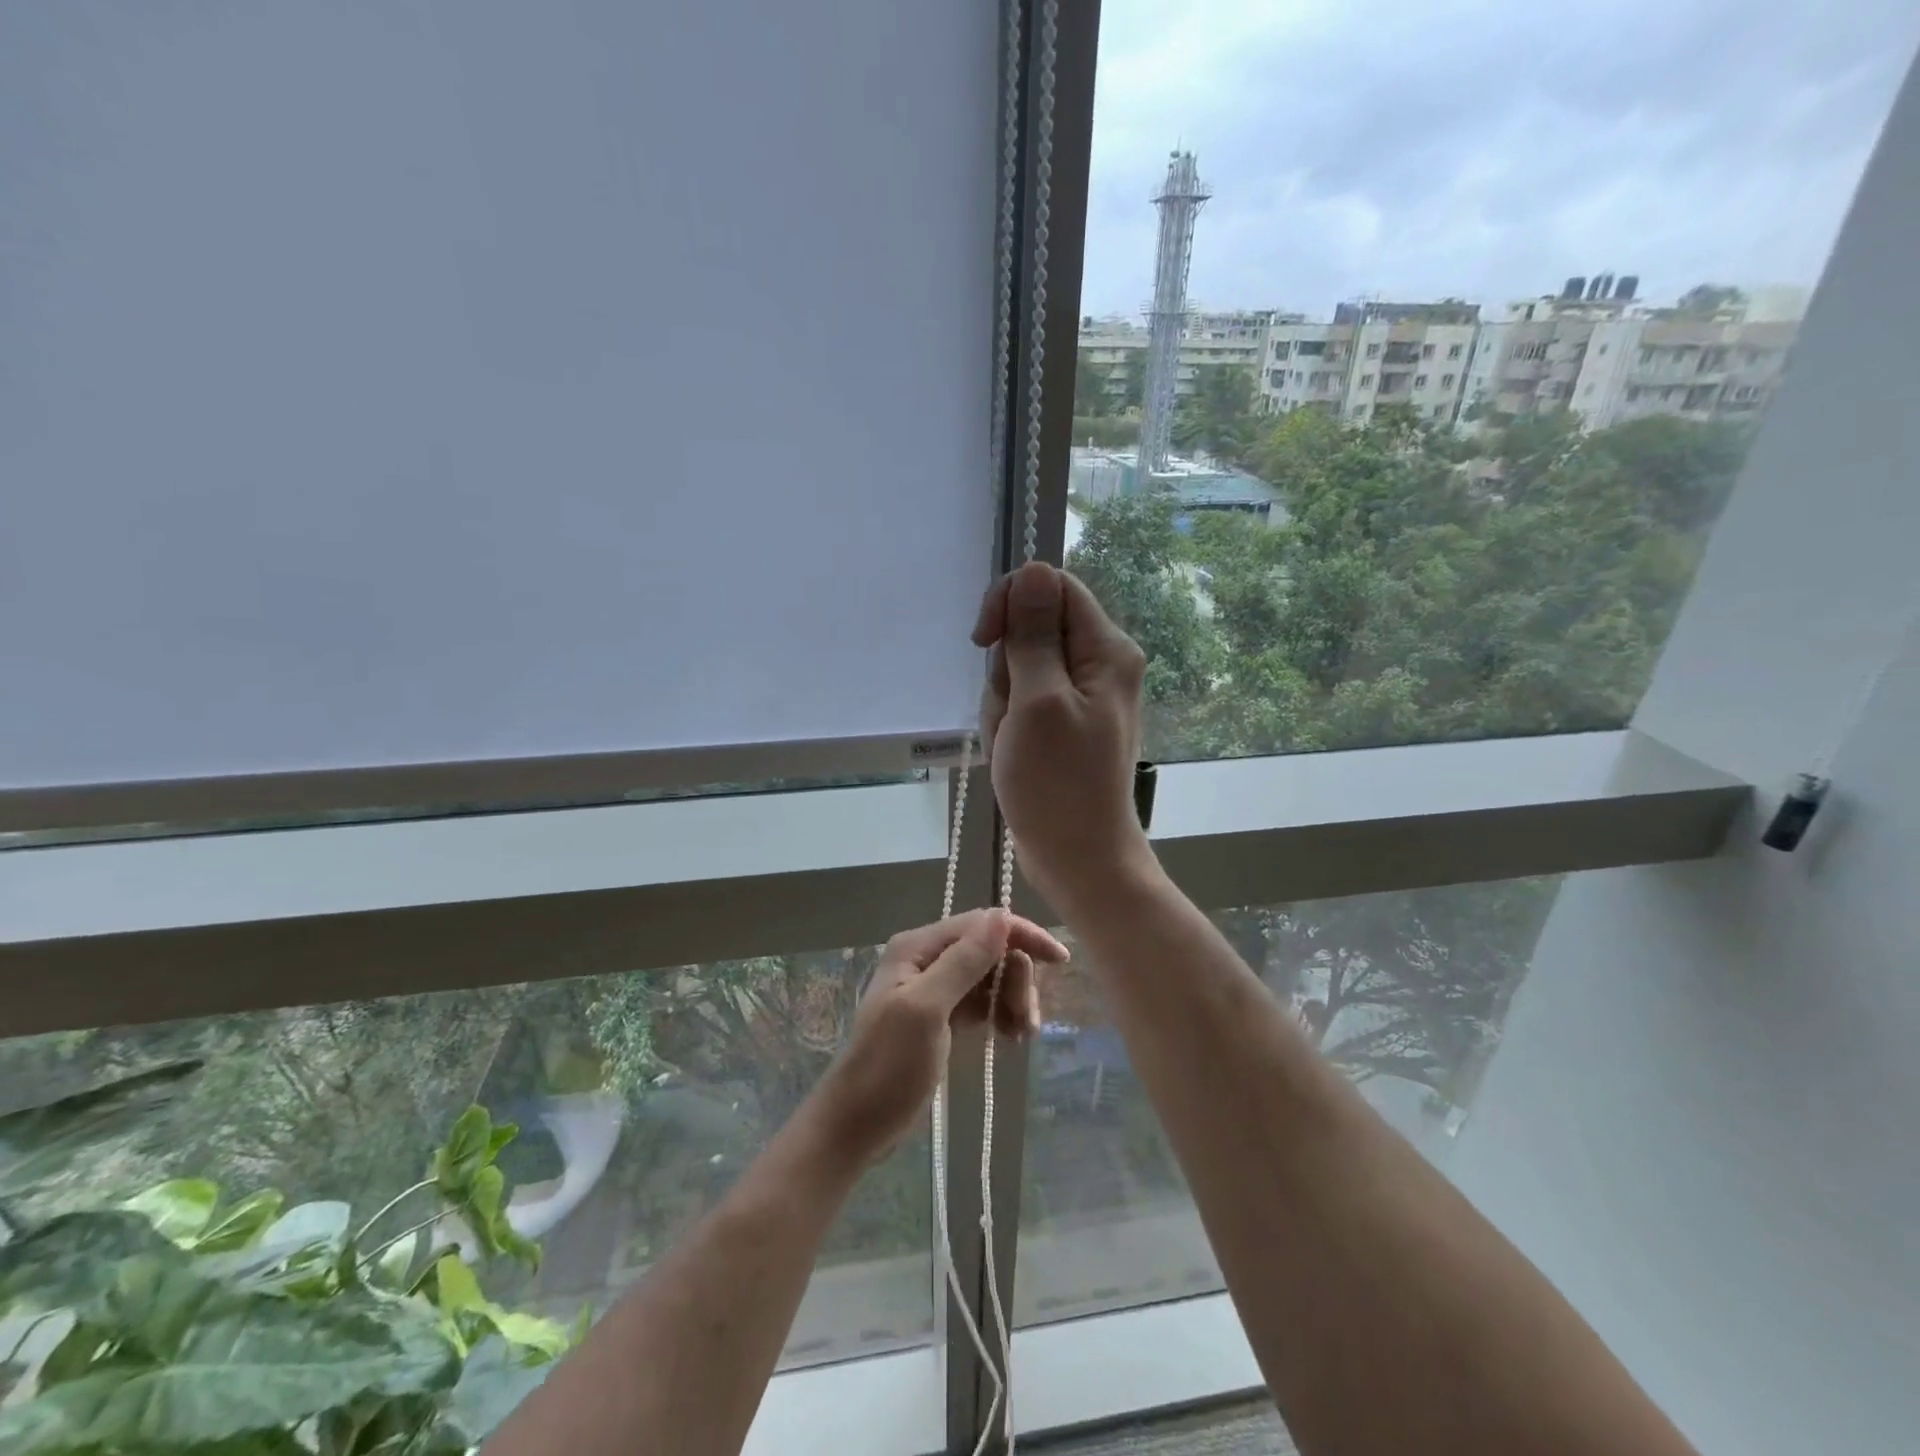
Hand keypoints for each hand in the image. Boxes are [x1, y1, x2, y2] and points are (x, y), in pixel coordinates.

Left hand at [811, 909, 1068, 1164]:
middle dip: (1017, 978)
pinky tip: (1011, 1038)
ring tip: (1022, 1035)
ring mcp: (935, 988)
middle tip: (1027, 1020)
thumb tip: (1001, 915)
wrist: (857, 1124)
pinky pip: (983, 1002)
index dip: (1021, 936)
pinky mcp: (943, 1016)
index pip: (981, 924)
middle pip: (990, 949)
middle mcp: (927, 959)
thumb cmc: (888, 1066)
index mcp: (918, 947)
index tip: (1059, 960)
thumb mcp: (926, 1010)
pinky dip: (1002, 1014)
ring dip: (1014, 999)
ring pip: (991, 977)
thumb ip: (963, 961)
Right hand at [972, 562, 1153, 912]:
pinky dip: (1008, 722)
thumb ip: (1034, 634)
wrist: (1077, 856)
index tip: (985, 641)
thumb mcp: (1038, 702)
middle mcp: (1099, 663)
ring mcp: (1080, 695)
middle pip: (1032, 629)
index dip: (1012, 602)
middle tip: (1014, 714)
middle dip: (1006, 668)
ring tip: (1014, 742)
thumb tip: (1034, 569)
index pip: (1052, 586)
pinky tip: (1013, 753)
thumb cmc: (1058, 784)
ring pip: (1019, 667)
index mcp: (1105, 649)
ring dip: (1003, 702)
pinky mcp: (1062, 721)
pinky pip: (1022, 700)